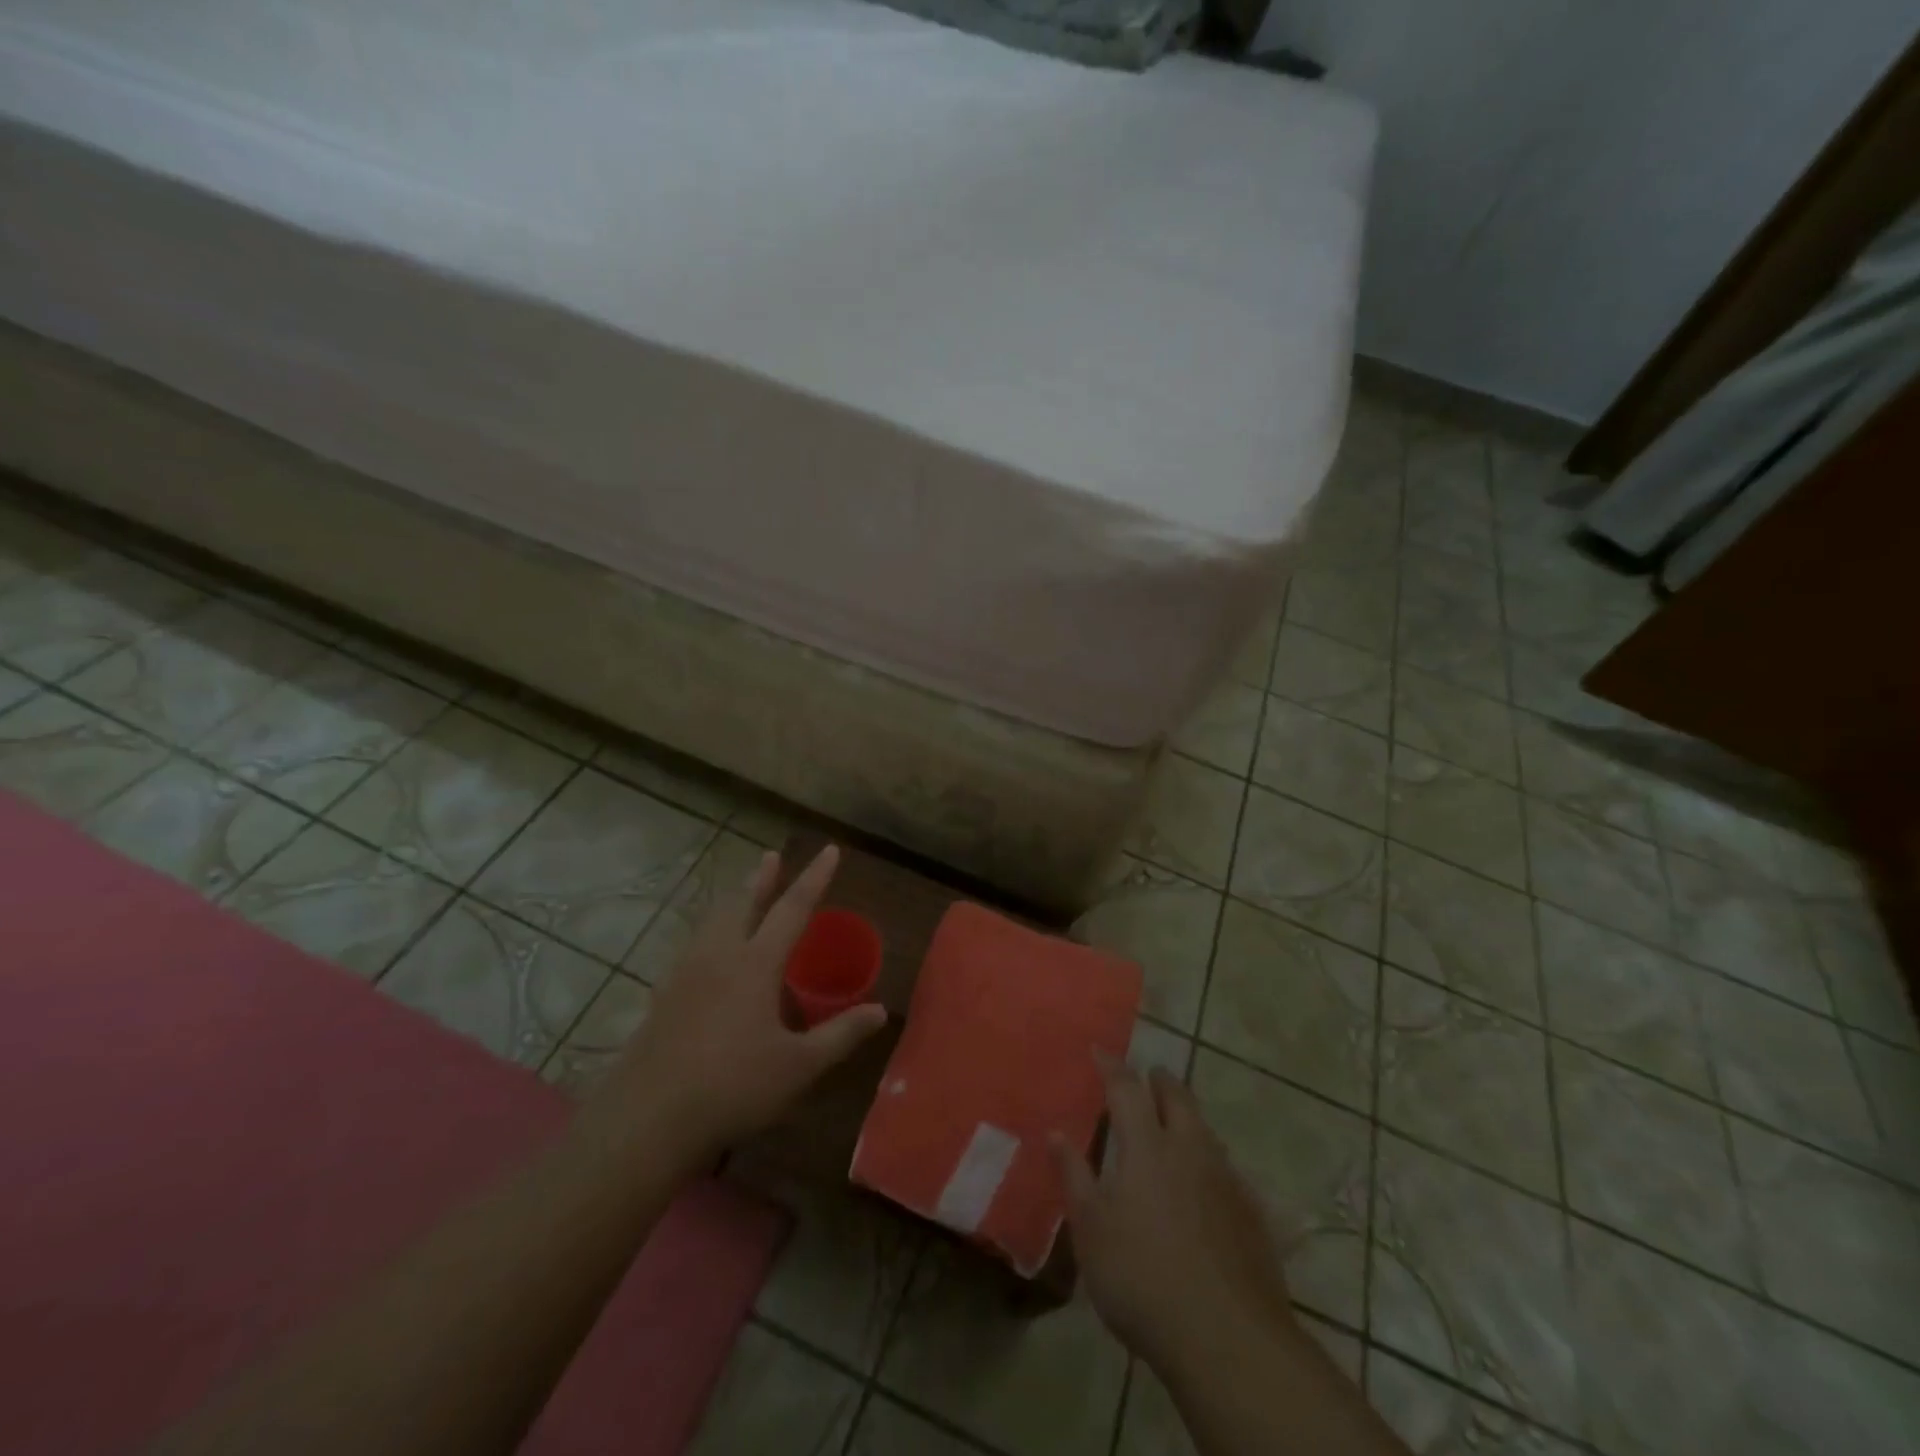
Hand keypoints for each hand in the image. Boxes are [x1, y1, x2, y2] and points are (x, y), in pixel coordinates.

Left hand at [585, 845, 885, 1165]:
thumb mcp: (799, 1066)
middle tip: (771, 857)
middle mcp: (718, 956)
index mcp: (754, 963)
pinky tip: (706, 950)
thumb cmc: (733, 1087)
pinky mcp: (662, 996)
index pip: (792, 908)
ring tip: (740, 894)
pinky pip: (691, 945)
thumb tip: (881, 1011)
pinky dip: (709, 931)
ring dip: (732, 900)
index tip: (830, 850)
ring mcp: (684, 974)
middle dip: (761, 878)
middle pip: (742, 903)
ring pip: (712, 921)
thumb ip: (841, 1034)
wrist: (647, 1119)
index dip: (814, 878)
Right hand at [1052, 1055, 1295, 1375]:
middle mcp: (1189, 1150)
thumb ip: (1074, 1176)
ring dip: (1187, 1117)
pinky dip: (1210, 1159)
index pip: (1126, 1089)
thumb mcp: (1092, 1230)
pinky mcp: (1252, 1214)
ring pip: (1205, 1130)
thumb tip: (1056, 1132)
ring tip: (1174, 1122)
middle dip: (1160, 1081)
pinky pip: (1227, 1168)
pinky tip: (1206, 1183)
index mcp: (1147, 1147)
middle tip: (1148, 1076)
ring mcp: (1226, 1180)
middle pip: (1177, 1098)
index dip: (1112, 1066)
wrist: (1229, 1340)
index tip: (1099, 1050)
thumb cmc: (1143, 1279)